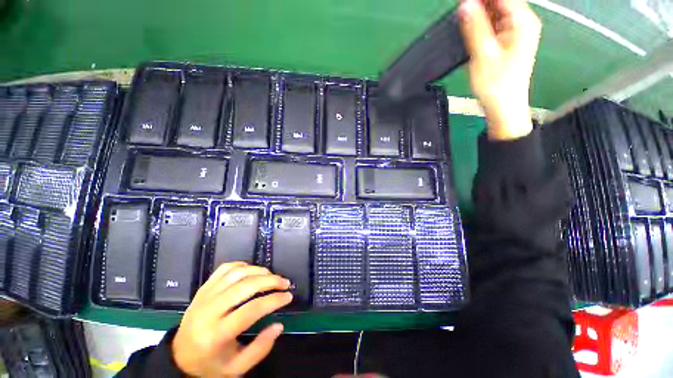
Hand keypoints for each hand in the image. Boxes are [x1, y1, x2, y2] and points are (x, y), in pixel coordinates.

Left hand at [172, 262, 291, 376]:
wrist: (180, 356)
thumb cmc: (210, 365)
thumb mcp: (236, 368)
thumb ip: (260, 349)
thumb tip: (279, 325)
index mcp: (216, 335)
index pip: (251, 310)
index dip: (274, 300)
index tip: (288, 296)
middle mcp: (208, 311)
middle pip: (245, 287)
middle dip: (270, 281)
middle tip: (285, 283)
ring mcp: (204, 296)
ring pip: (237, 274)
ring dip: (259, 271)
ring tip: (272, 276)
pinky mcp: (203, 288)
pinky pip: (225, 269)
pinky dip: (242, 265)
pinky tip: (252, 271)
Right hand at [458, 0, 541, 139]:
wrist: (504, 107)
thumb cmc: (496, 84)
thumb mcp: (483, 55)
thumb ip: (474, 28)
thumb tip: (465, 4)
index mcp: (522, 21)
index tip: (462, 2)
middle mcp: (522, 22)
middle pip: (500, 2)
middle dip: (479, 4)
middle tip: (460, 11)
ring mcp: (516, 32)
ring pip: (496, 12)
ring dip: (478, 14)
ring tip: (461, 20)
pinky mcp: (508, 41)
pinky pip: (494, 25)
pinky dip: (481, 24)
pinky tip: (469, 29)